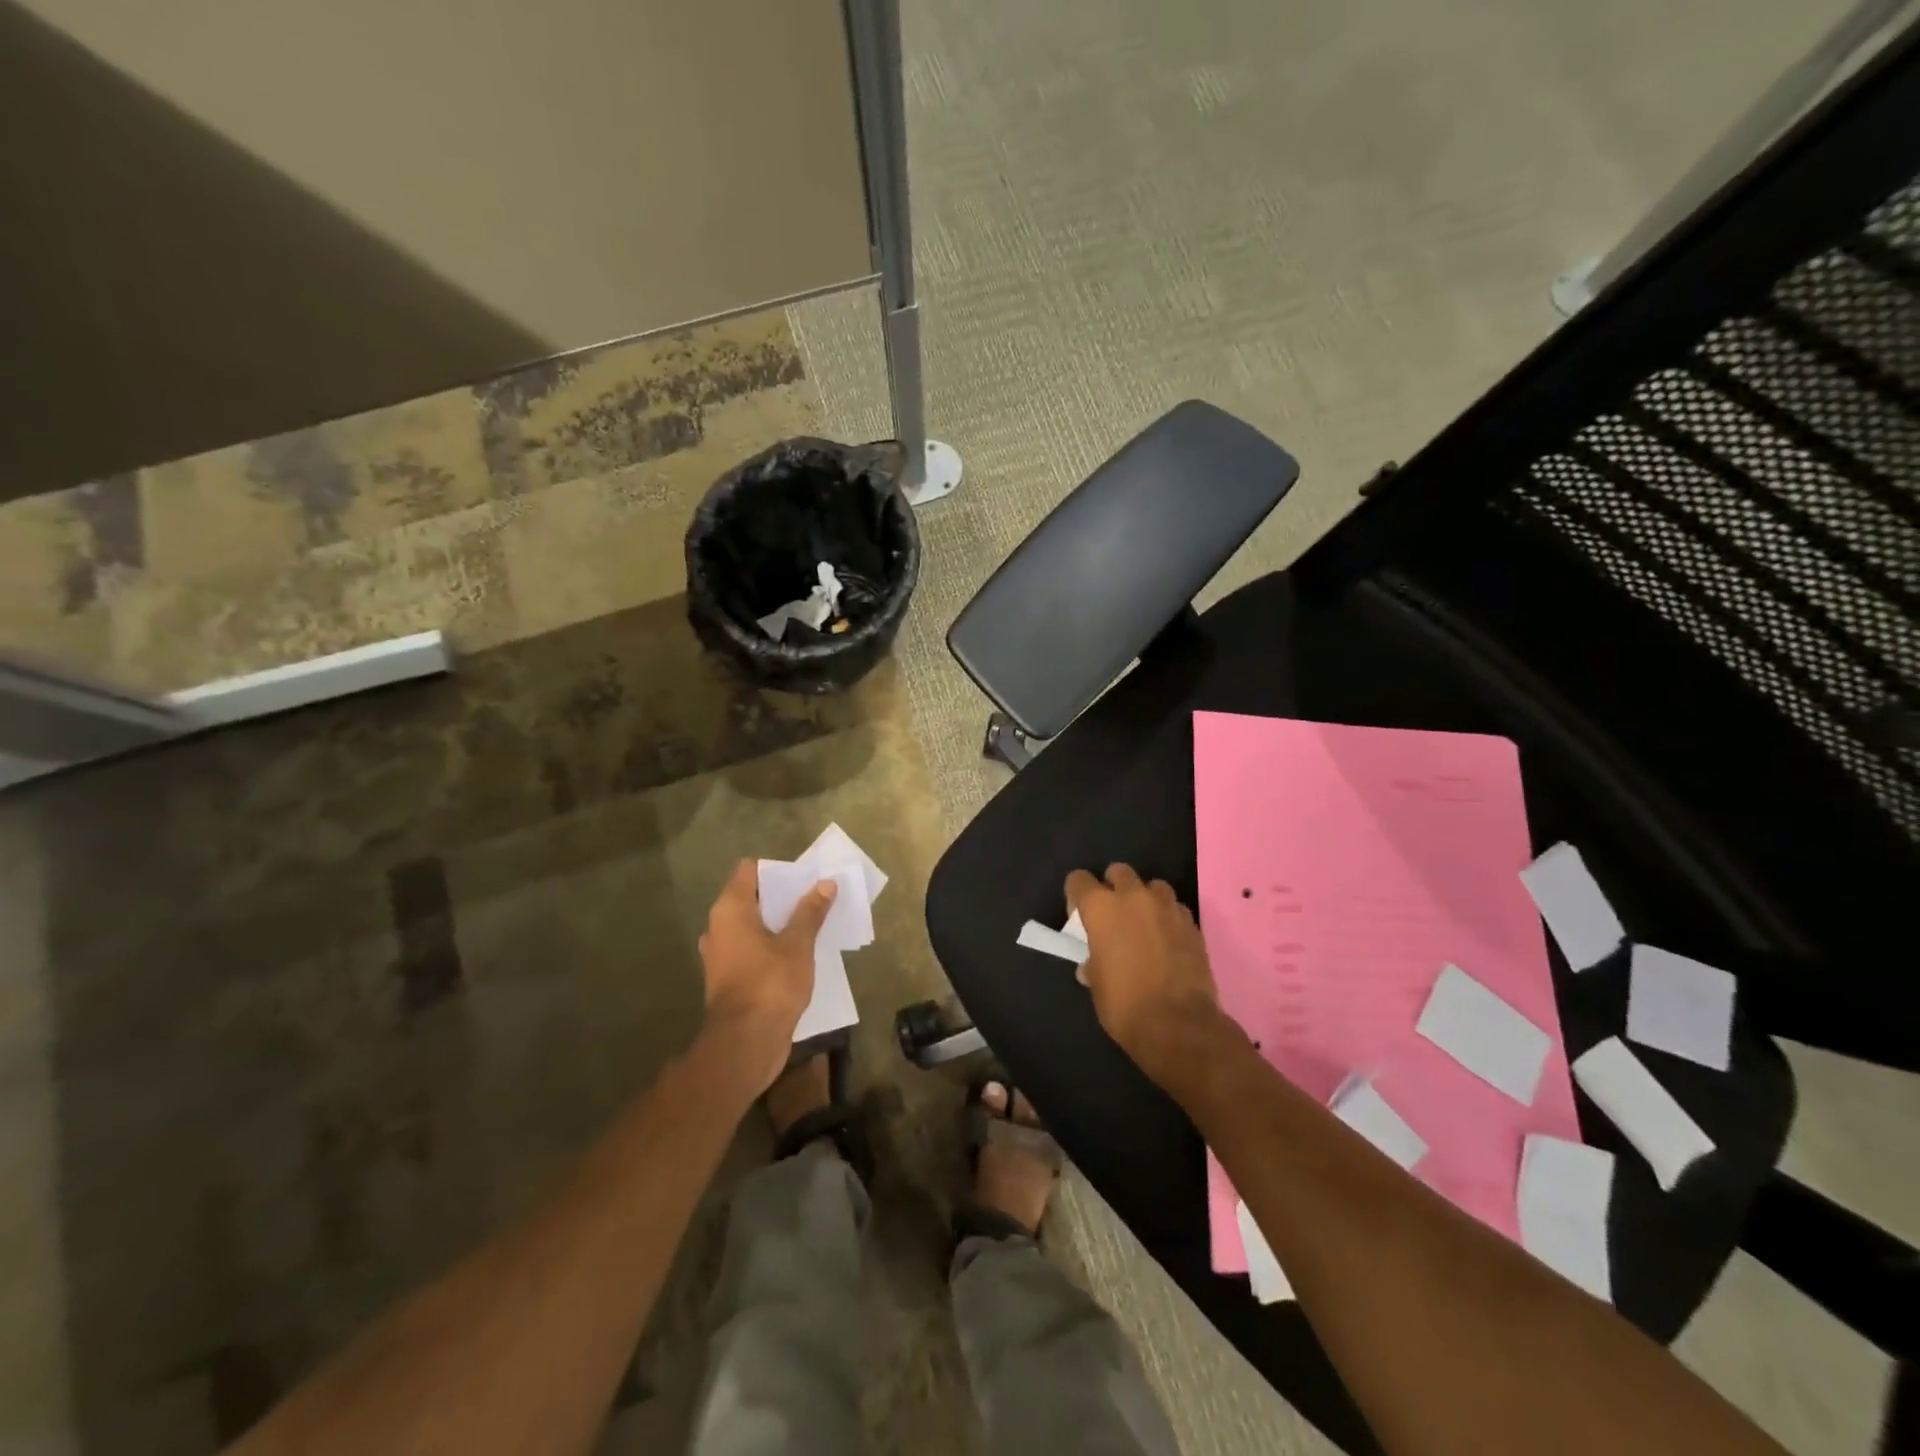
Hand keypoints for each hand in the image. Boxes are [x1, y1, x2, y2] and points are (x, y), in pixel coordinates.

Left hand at [698, 860, 837, 1092]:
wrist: (745, 1044)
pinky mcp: (729, 979)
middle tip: (814, 897)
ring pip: (752, 927)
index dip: (776, 870)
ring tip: (810, 924)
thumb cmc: (770, 983)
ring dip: (777, 924)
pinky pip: (752, 950)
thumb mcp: (798, 944)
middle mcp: (719, 928)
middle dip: (781, 897)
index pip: (748, 871)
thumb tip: (825, 883)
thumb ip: (810, 912)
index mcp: (730, 910)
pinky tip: (797, 954)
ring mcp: (721, 956)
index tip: (803, 877)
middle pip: (751, 899)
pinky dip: (771, 947)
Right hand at [1066, 864, 1228, 1089]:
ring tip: (1144, 924)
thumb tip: (1092, 964)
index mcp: (1101, 907)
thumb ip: (1093, 963)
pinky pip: (1175, 908)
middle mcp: (1133, 897)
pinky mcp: (1192, 923)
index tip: (1079, 914)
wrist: (1179, 1025)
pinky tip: (1167, 940)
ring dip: (1145, 899)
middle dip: (1113, 887)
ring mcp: (1167, 907)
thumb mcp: (1096, 984)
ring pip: (1152, 886)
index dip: (1077, 895)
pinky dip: (1167, 917)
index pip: (1079, 880)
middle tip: (1113, 915)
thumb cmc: (1125, 1005)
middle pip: (1119, 872)